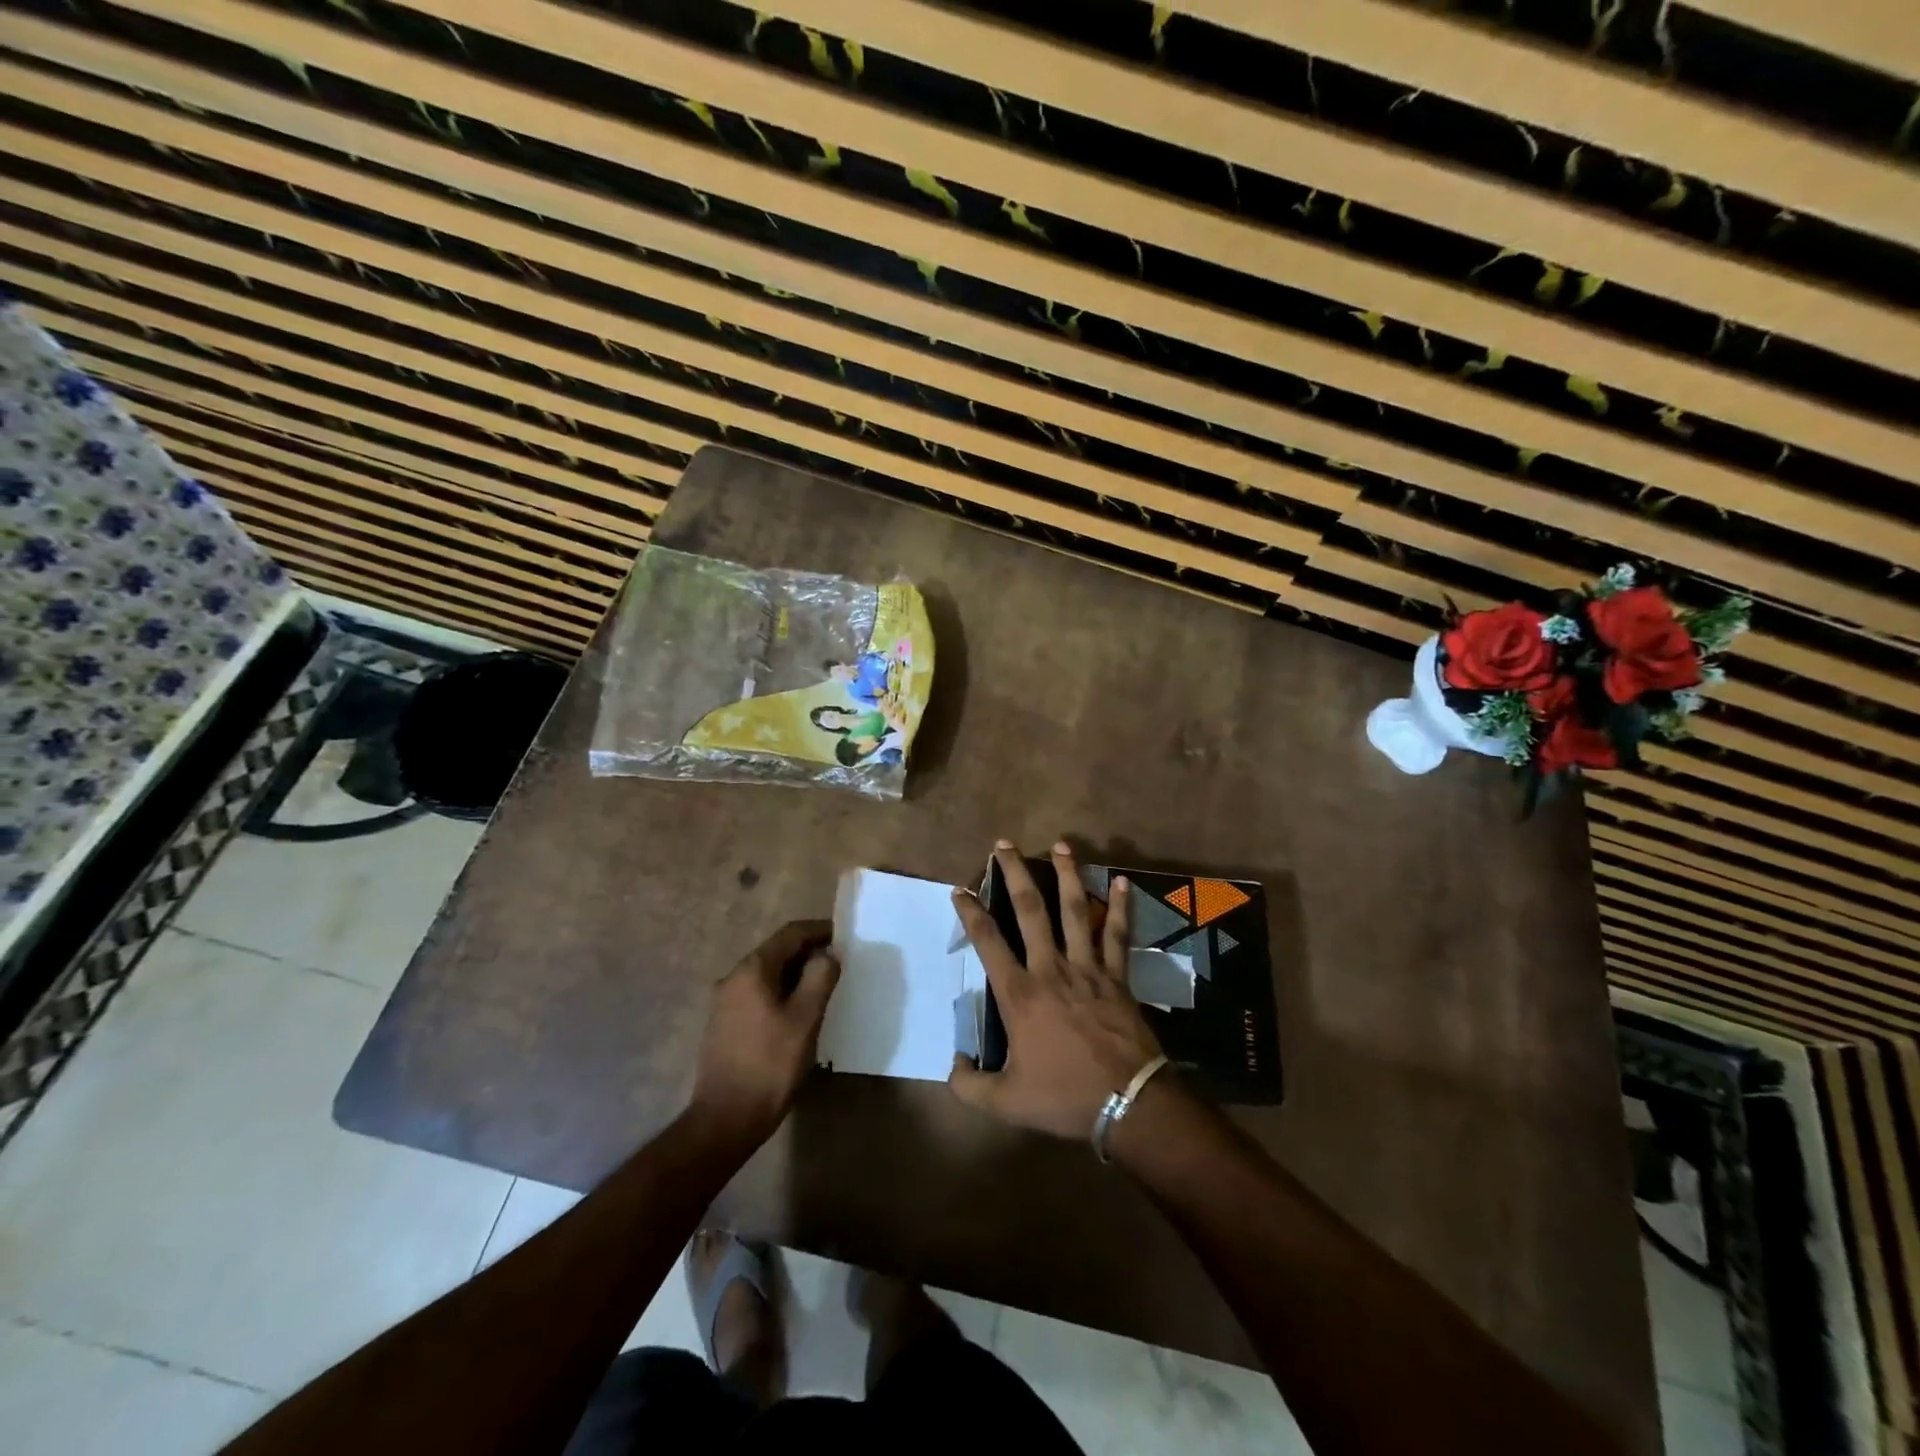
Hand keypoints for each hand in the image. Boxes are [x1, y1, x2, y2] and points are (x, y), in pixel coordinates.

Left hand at [690, 920, 839, 1145]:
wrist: (725, 1119)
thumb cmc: (770, 1065)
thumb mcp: (805, 1018)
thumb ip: (820, 977)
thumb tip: (828, 954)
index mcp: (752, 969)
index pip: (791, 934)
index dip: (820, 930)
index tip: (845, 937)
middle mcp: (733, 977)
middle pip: (777, 952)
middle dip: (809, 953)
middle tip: (839, 966)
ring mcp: (725, 1002)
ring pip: (768, 974)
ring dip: (796, 975)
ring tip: (823, 989)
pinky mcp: (724, 1024)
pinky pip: (758, 994)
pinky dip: (782, 993)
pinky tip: (798, 1013)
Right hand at [948, 841, 1163, 1138]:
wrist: (1127, 1102)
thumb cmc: (1064, 1096)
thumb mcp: (1006, 1102)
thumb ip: (970, 1085)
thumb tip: (954, 1064)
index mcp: (1020, 994)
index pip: (988, 942)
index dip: (970, 913)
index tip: (959, 890)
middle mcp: (1050, 968)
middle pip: (1030, 910)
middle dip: (1014, 874)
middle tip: (1004, 844)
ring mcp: (1087, 967)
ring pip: (1075, 910)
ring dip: (1067, 874)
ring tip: (1060, 844)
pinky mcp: (1116, 975)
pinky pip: (1117, 934)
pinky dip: (1120, 907)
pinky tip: (1121, 881)